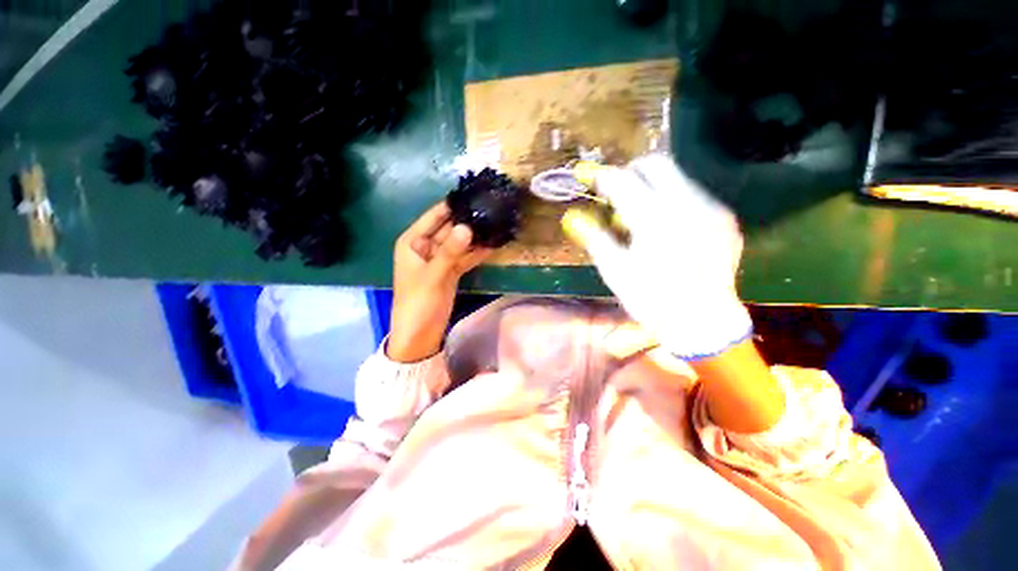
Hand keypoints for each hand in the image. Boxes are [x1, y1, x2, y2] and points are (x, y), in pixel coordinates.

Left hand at [388, 202, 491, 362]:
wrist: (420, 335)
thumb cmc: (418, 303)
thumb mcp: (433, 276)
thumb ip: (450, 251)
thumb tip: (468, 226)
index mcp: (413, 241)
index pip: (435, 216)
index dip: (453, 205)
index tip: (474, 193)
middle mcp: (427, 246)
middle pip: (450, 228)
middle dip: (469, 220)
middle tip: (492, 207)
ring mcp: (441, 259)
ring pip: (460, 242)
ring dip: (476, 235)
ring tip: (497, 222)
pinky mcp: (451, 271)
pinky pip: (466, 257)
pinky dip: (478, 252)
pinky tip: (494, 243)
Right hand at [563, 154, 751, 358]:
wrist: (703, 323)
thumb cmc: (651, 300)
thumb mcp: (614, 271)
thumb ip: (594, 238)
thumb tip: (572, 217)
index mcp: (654, 221)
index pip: (622, 181)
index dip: (601, 176)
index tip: (588, 177)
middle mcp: (687, 206)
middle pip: (655, 164)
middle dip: (630, 171)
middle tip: (615, 191)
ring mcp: (710, 210)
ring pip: (677, 177)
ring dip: (651, 186)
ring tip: (639, 214)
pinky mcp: (724, 219)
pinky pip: (693, 196)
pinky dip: (671, 200)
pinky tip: (665, 227)